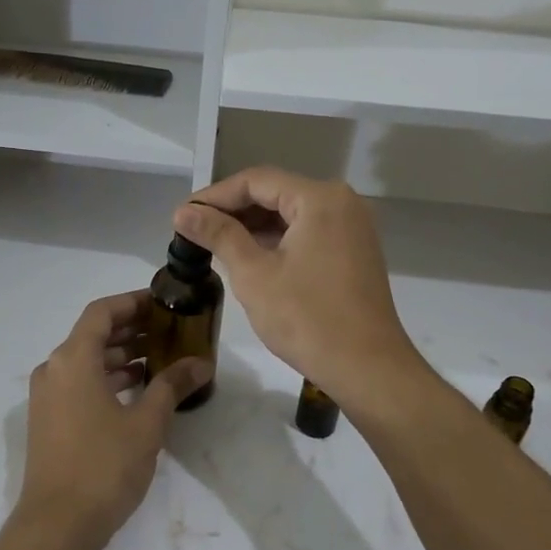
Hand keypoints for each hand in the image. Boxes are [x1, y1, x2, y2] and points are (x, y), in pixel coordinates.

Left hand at [12, 291, 212, 549]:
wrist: (56, 526)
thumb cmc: (103, 466)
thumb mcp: (146, 424)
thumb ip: (172, 386)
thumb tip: (201, 364)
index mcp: (73, 360)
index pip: (102, 312)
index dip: (133, 303)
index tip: (163, 303)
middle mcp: (54, 369)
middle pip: (93, 335)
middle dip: (131, 330)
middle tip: (170, 330)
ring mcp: (47, 396)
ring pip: (87, 361)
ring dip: (121, 356)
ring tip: (161, 358)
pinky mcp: (49, 420)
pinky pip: (80, 384)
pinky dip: (108, 379)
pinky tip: (138, 390)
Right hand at [174, 169, 424, 410]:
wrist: (368, 369)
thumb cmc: (307, 319)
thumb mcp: (254, 274)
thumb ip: (218, 235)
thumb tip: (183, 211)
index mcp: (320, 199)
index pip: (256, 181)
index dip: (215, 196)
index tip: (182, 215)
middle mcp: (341, 202)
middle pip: (275, 192)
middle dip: (232, 210)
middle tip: (193, 230)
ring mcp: (352, 227)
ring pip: (291, 213)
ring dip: (253, 226)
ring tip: (213, 243)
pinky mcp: (353, 251)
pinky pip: (307, 232)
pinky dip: (277, 240)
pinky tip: (248, 256)